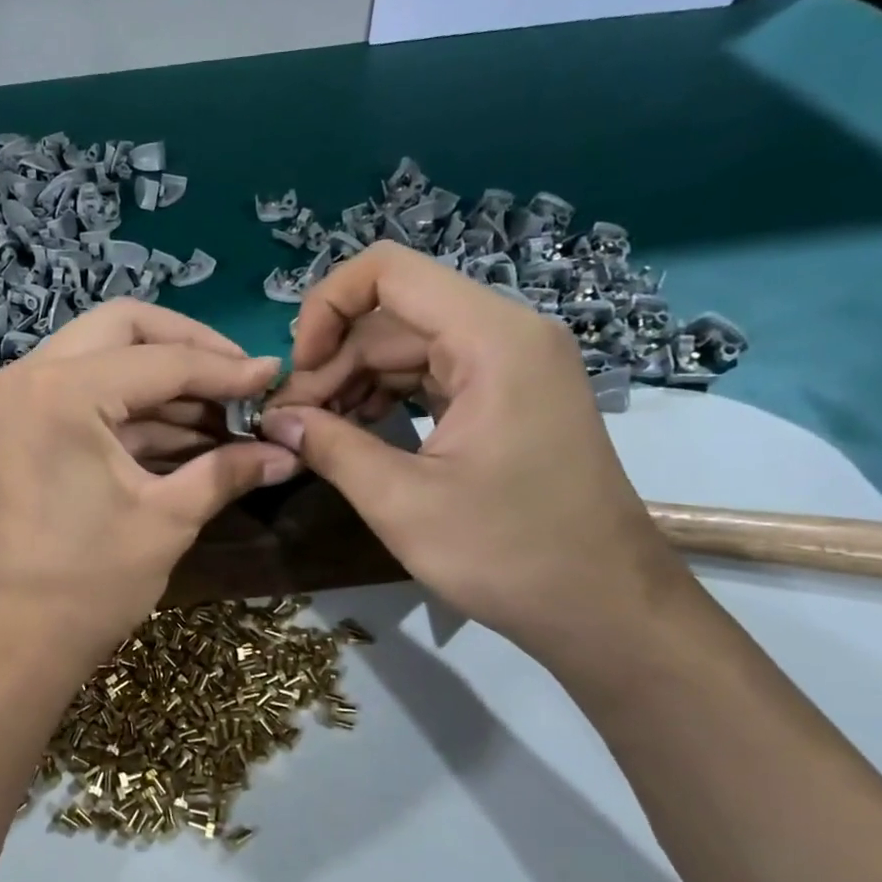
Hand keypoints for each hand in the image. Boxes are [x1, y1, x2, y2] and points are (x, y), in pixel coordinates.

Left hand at [0, 300, 298, 662]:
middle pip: (125, 327)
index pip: (163, 359)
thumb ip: (228, 471)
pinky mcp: (23, 423)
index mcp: (64, 390)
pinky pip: (88, 392)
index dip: (228, 369)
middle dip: (189, 348)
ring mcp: (21, 396)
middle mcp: (32, 373)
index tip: (276, 377)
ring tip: (226, 413)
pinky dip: (136, 406)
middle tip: (239, 380)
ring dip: (164, 380)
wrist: (13, 638)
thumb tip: (288, 451)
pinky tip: (189, 432)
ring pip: (105, 355)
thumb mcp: (168, 520)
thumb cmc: (88, 583)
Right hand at [263, 246, 689, 664]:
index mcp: (492, 340)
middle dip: (332, 363)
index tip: (297, 373)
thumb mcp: (401, 502)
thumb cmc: (508, 554)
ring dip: (352, 383)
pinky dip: (384, 398)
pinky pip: (430, 375)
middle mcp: (506, 334)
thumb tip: (275, 419)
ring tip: (314, 434)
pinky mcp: (508, 397)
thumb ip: (330, 447)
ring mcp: (511, 366)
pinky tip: (353, 435)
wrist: (606, 610)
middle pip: (391, 317)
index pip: (388, 271)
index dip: (325, 308)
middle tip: (290, 424)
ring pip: (406, 346)